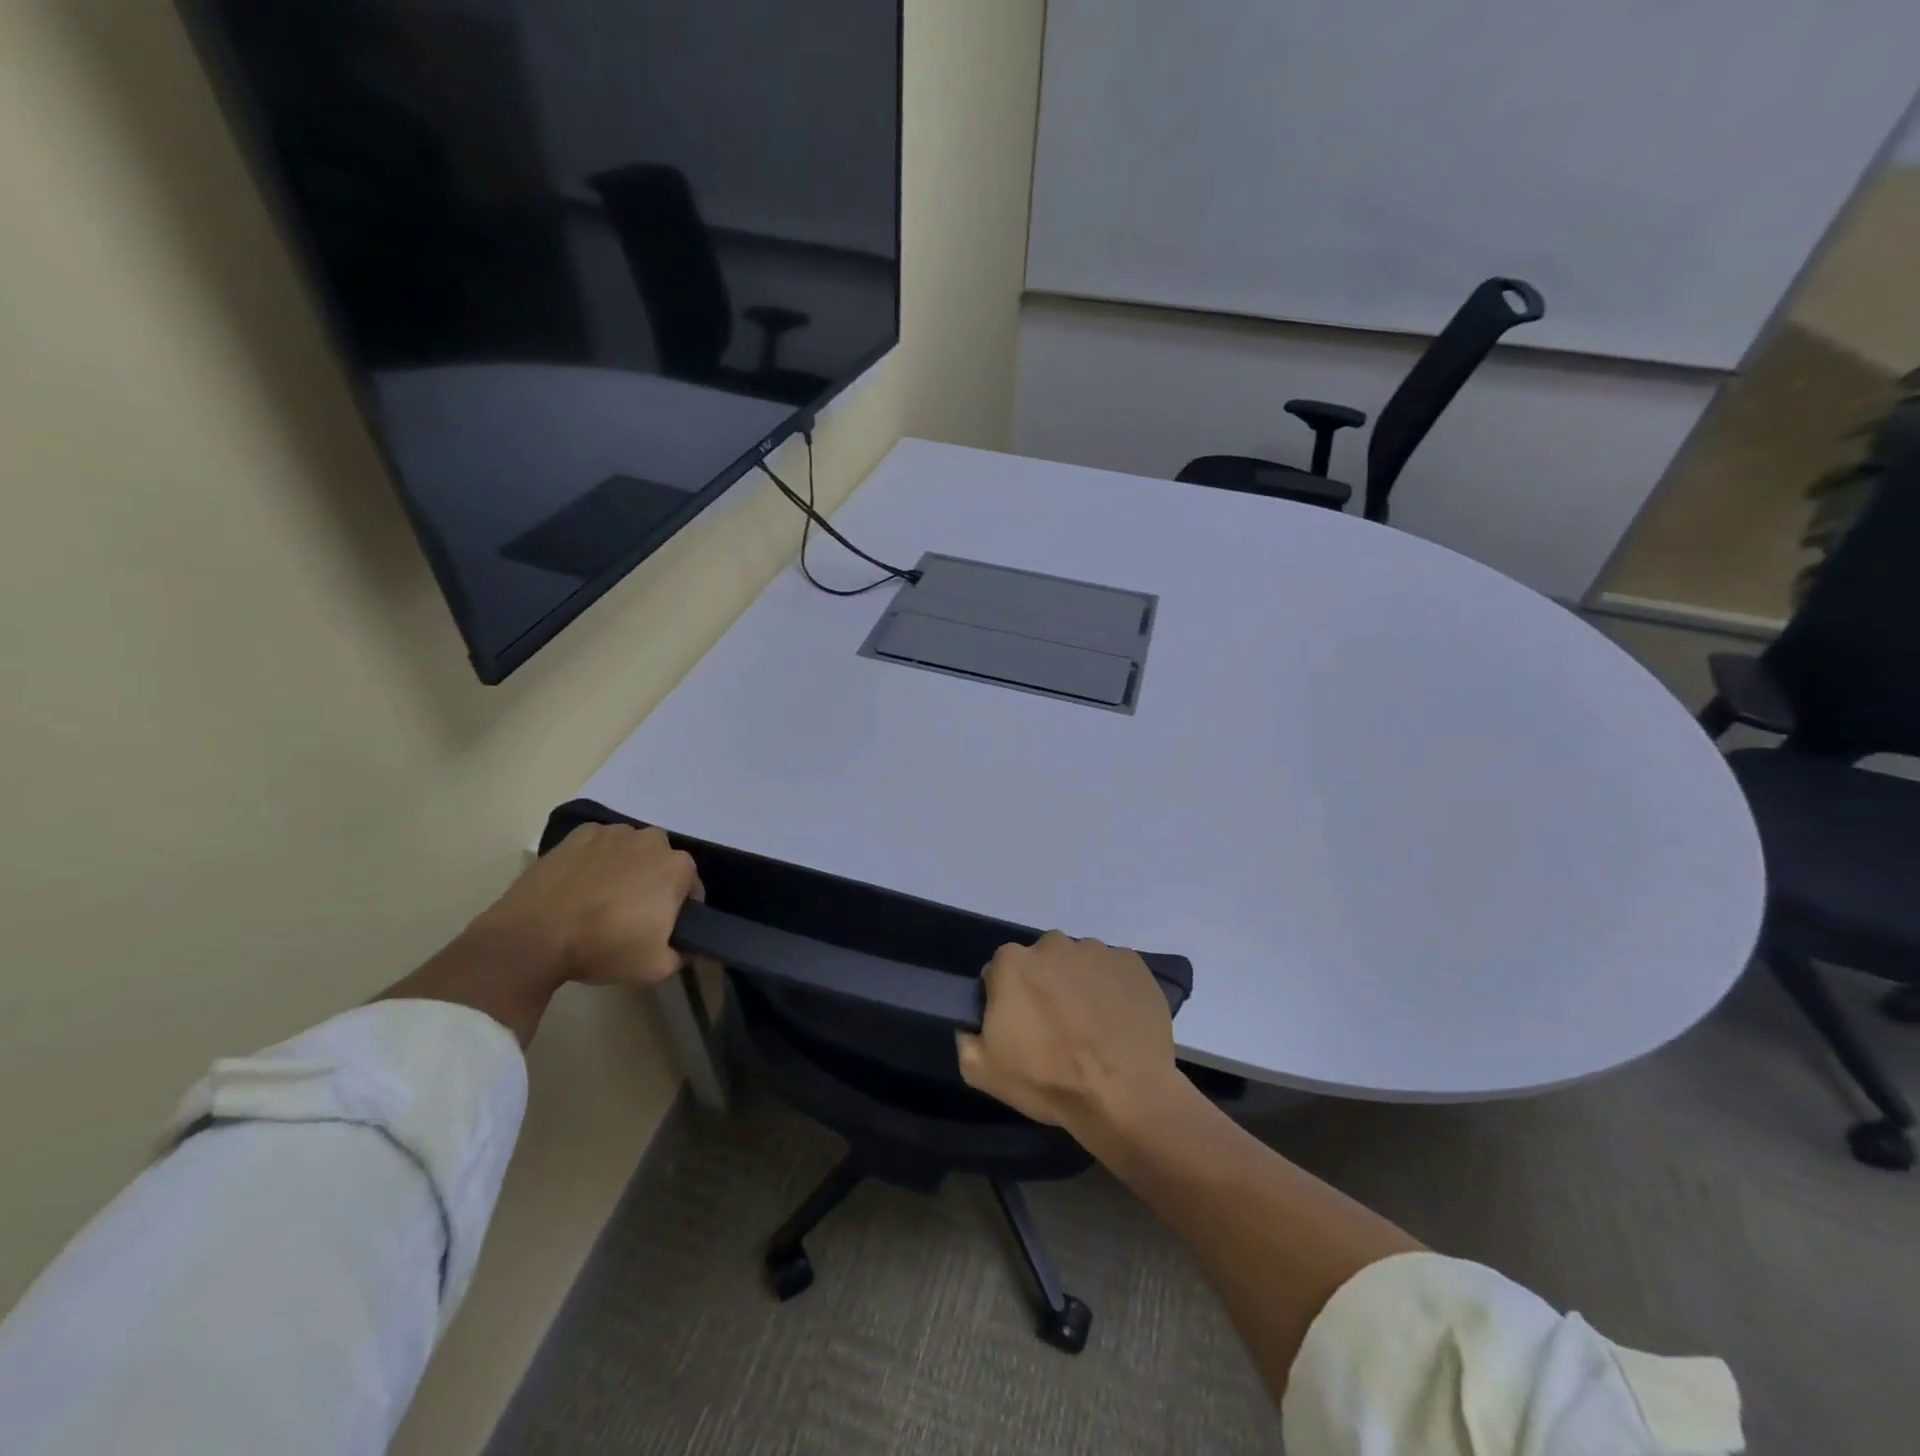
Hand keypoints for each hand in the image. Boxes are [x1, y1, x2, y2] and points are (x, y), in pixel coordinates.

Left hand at [482, 824, 701, 988]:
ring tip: (600, 900)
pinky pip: (598, 846)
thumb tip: (683, 948)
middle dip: (653, 885)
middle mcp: (652, 840)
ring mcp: (613, 832)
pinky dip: (595, 861)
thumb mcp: (655, 968)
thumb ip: (680, 955)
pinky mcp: (578, 834)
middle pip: (661, 864)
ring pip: (630, 852)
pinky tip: (580, 885)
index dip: (679, 912)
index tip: (661, 930)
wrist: (534, 936)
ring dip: (625, 869)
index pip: (690, 889)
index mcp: (678, 867)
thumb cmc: (604, 947)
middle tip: (631, 916)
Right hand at [956, 931, 1179, 1134]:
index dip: (1007, 1000)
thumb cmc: (1049, 1080)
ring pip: (1078, 964)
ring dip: (1079, 986)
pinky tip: (1117, 1023)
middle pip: (1041, 962)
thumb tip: (970, 1026)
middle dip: (1044, 987)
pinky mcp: (1132, 963)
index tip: (1019, 1028)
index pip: (999, 973)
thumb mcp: (983, 1071)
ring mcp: (1097, 951)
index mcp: (1013, 962)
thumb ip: (966, 1039)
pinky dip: (1113, 990)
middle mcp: (1053, 944)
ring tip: (1092, 1028)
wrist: (1125, 1095)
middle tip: (1057, 1029)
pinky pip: (1113, 971)